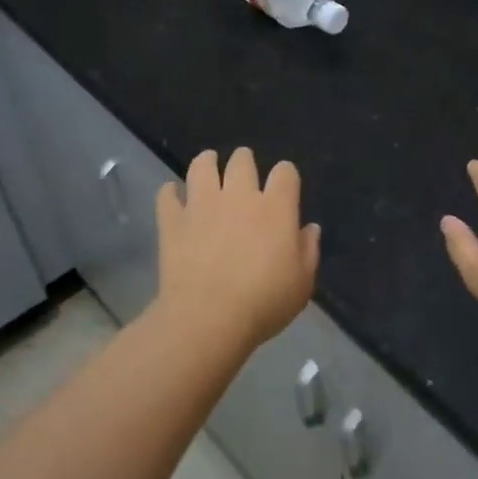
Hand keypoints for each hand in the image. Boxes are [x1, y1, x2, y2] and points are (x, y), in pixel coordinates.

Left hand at [155, 148, 319, 350]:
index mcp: (276, 207)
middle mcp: (239, 196)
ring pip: (202, 166)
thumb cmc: (264, 302)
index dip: (286, 174)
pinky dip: (170, 193)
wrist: (208, 318)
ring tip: (208, 164)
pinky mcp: (173, 221)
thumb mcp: (302, 283)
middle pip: (242, 161)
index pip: (285, 172)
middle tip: (243, 170)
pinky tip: (173, 195)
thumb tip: (310, 228)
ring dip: (206, 162)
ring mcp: (202, 205)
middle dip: (244, 161)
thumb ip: (308, 250)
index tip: (284, 184)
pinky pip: (167, 195)